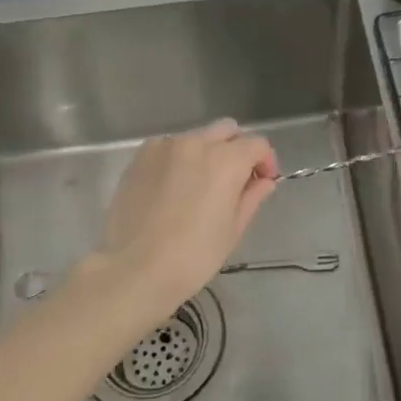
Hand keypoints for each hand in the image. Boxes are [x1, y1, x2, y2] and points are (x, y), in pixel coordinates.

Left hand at [96, 120, 278, 315]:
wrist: (135, 269)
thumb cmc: (193, 256)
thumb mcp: (232, 230)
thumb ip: (252, 197)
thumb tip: (264, 181)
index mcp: (226, 161)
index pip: (257, 144)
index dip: (265, 162)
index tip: (262, 183)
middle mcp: (196, 143)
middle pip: (227, 130)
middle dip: (237, 150)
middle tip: (234, 181)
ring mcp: (165, 146)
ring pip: (197, 137)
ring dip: (207, 153)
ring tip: (198, 186)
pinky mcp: (141, 156)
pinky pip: (169, 147)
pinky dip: (178, 159)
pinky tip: (172, 188)